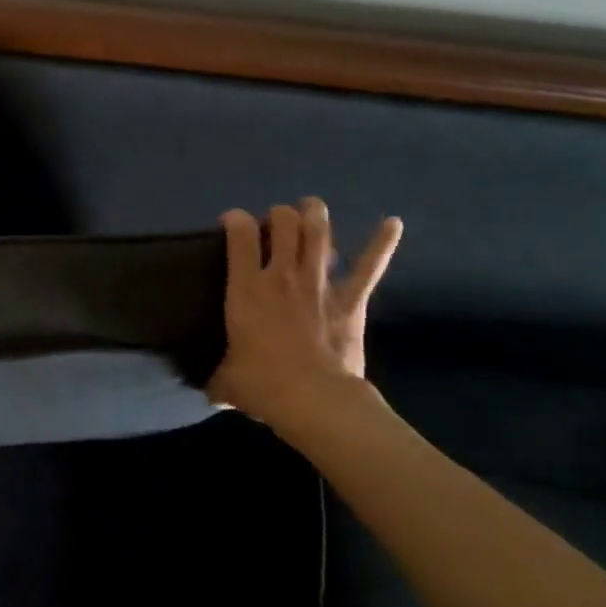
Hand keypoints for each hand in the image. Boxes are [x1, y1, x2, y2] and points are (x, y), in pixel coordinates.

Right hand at [207, 198, 402, 436]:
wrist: (313, 399)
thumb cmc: (261, 385)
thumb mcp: (225, 382)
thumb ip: (218, 379)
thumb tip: (212, 393)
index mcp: (246, 288)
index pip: (241, 235)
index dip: (236, 219)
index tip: (232, 221)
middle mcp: (282, 275)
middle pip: (284, 223)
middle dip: (279, 214)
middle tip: (275, 221)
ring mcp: (319, 284)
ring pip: (319, 234)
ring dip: (315, 215)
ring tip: (311, 207)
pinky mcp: (351, 300)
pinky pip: (368, 267)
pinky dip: (381, 243)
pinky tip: (393, 223)